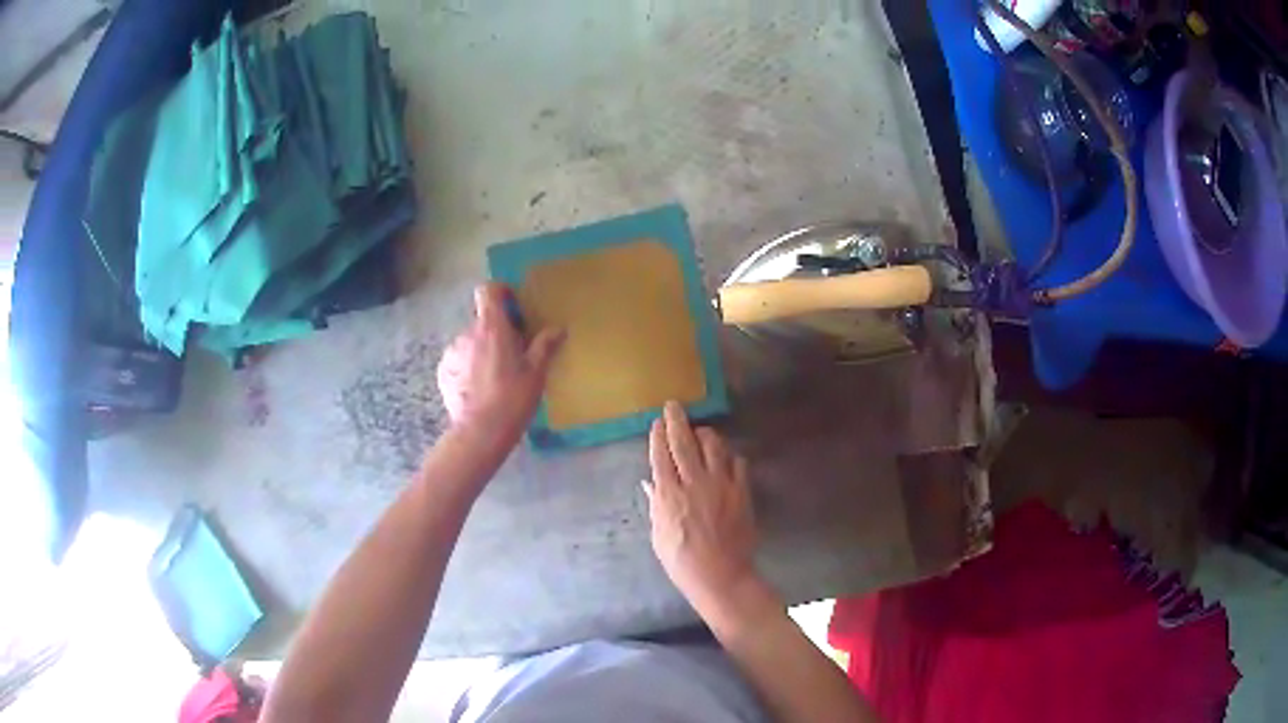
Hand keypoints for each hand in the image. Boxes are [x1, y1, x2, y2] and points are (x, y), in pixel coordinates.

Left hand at [436, 283, 562, 445]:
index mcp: (492, 327)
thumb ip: (545, 345)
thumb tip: (558, 329)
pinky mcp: (443, 372)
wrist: (480, 432)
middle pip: (482, 320)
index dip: (499, 292)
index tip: (512, 305)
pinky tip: (479, 391)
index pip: (488, 291)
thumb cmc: (513, 398)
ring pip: (470, 343)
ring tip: (494, 378)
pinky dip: (468, 369)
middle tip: (512, 354)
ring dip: (481, 352)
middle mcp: (467, 333)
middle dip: (496, 332)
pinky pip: (459, 362)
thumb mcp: (536, 372)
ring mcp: (452, 352)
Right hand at [645, 402, 773, 626]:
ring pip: (714, 447)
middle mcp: (694, 483)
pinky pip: (738, 464)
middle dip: (677, 421)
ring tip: (701, 431)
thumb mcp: (659, 535)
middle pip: (684, 443)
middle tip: (674, 406)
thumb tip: (651, 483)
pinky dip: (730, 456)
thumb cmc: (682, 562)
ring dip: (705, 434)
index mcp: (669, 495)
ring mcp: (721, 486)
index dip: (658, 436)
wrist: (721, 576)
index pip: (661, 456)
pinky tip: (726, 458)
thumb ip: (656, 505)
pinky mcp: (742, 492)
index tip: (656, 422)